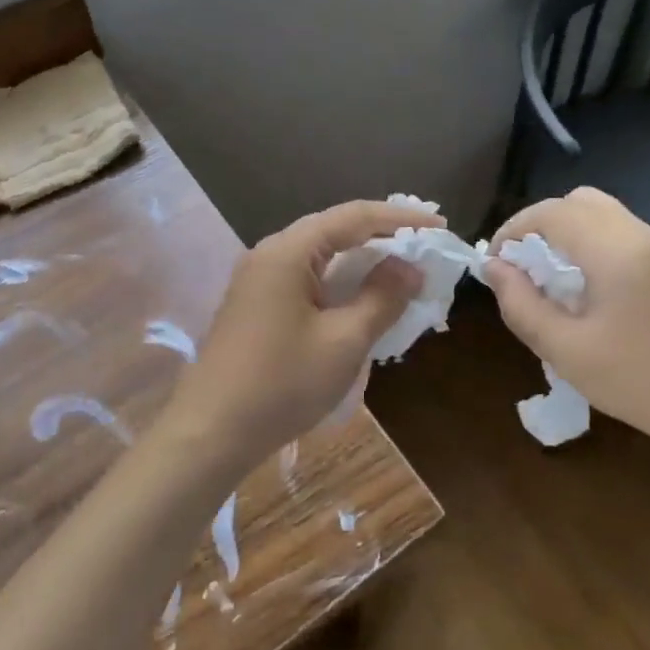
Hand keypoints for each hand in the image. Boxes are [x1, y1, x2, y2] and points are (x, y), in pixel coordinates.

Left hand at [158, 200, 430, 474]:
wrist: (210, 433)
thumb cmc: (281, 384)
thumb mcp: (344, 341)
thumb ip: (382, 298)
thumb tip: (410, 267)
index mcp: (289, 251)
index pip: (353, 217)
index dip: (400, 219)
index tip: (440, 227)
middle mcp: (270, 254)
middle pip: (334, 230)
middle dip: (382, 237)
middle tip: (424, 248)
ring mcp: (258, 280)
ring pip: (320, 257)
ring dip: (361, 263)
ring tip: (401, 273)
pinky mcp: (256, 306)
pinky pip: (306, 280)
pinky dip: (339, 284)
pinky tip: (361, 302)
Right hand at [483, 187, 649, 465]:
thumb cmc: (635, 382)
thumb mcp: (564, 350)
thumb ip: (520, 304)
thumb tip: (492, 268)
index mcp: (616, 252)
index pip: (553, 212)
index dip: (514, 229)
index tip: (494, 263)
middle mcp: (640, 235)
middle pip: (577, 201)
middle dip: (538, 224)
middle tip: (519, 265)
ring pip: (599, 211)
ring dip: (564, 231)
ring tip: (545, 274)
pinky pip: (617, 230)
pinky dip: (587, 240)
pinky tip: (579, 283)